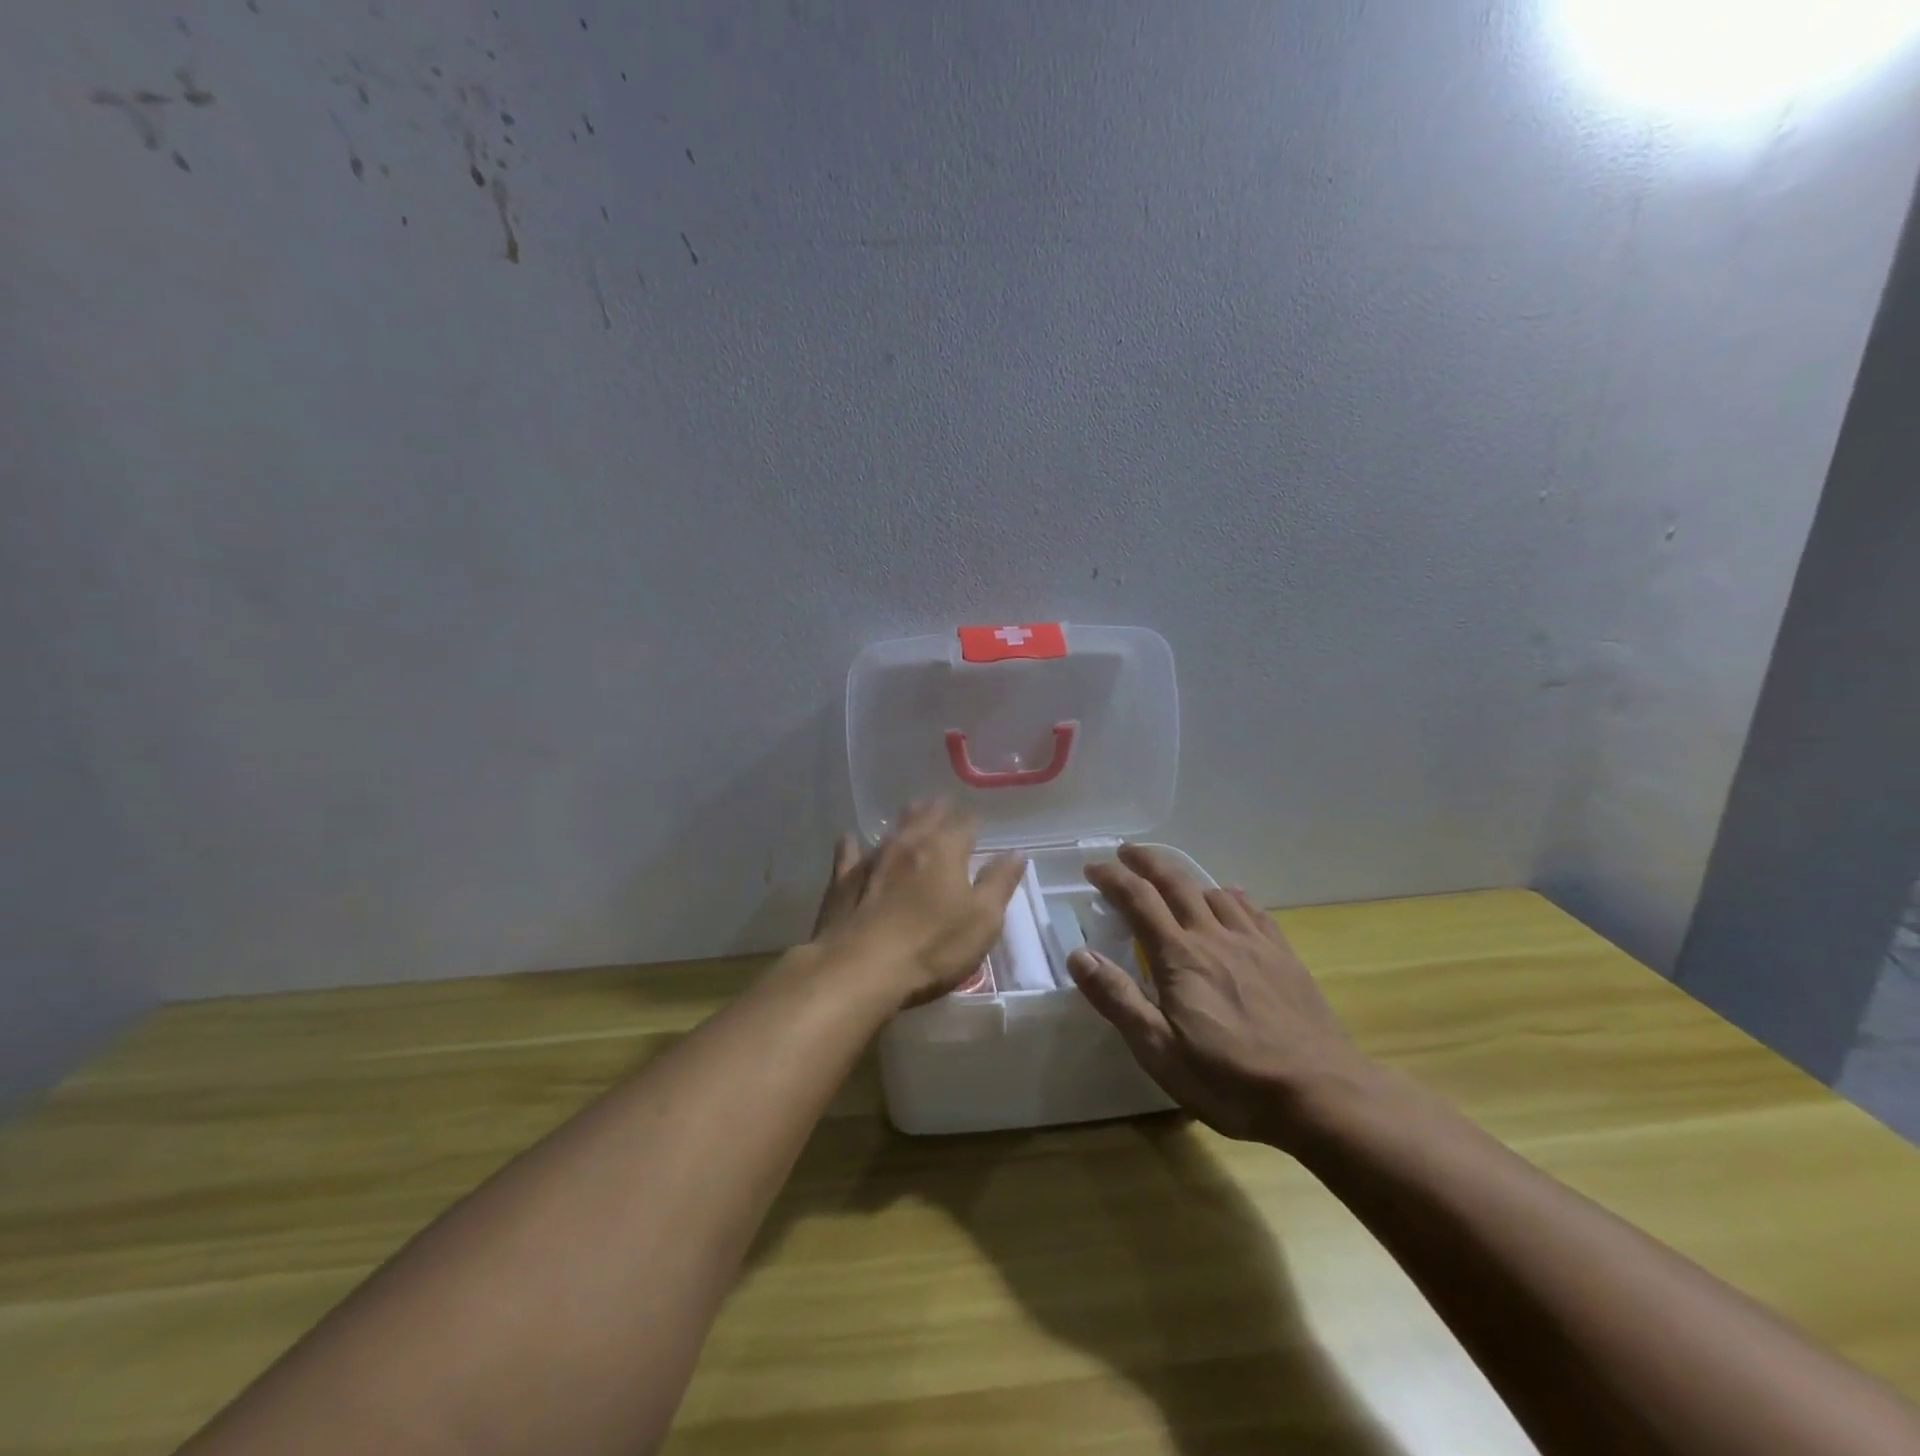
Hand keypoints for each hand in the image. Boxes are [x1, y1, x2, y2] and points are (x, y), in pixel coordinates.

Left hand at [809, 800, 1025, 1008]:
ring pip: (892, 829)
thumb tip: (1016, 853)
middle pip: (927, 816)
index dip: (973, 823)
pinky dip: (853, 845)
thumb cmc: (931, 948)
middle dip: (939, 810)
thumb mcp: (981, 922)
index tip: (978, 824)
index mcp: (945, 850)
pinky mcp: (842, 879)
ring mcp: (872, 858)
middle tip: (945, 805)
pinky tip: (850, 840)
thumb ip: (999, 884)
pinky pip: (849, 853)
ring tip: (912, 811)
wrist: (859, 969)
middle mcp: (908, 843)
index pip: (965, 824)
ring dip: (905, 820)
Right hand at [1069, 845, 1375, 1147]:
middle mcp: (1213, 936)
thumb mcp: (1160, 1051)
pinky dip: (1232, 896)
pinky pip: (1252, 910)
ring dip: (1186, 877)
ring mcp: (1253, 943)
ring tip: (1172, 880)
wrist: (1322, 1094)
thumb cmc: (1231, 1080)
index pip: (1138, 900)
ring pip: (1213, 891)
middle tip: (1126, 852)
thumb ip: (1118, 999)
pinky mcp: (1284, 956)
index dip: (1112, 878)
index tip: (1092, 868)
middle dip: (1146, 862)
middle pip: (1175, 882)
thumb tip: (1079, 954)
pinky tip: (1231, 898)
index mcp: (1179, 956)